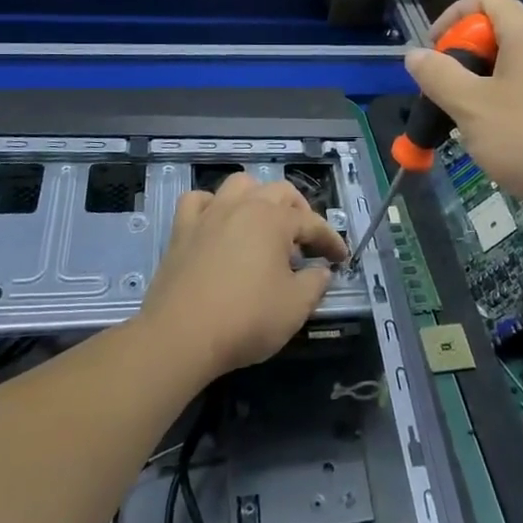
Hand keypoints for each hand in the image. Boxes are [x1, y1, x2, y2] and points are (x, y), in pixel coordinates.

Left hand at [139, 172, 346, 382]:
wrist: (180, 336)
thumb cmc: (245, 320)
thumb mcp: (295, 308)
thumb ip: (315, 284)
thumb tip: (321, 271)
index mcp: (274, 220)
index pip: (312, 223)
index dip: (330, 240)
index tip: (341, 258)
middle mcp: (243, 206)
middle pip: (279, 192)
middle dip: (299, 211)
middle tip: (305, 240)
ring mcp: (209, 214)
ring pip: (239, 185)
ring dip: (258, 197)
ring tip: (264, 222)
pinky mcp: (182, 230)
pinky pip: (198, 201)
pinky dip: (212, 205)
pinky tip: (217, 222)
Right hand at [406, 0, 522, 224]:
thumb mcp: (471, 107)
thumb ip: (438, 76)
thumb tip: (415, 55)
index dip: (451, 18)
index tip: (433, 53)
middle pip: (499, 28)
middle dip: (465, 54)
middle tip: (447, 90)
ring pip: (516, 58)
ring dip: (485, 78)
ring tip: (470, 115)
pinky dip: (510, 93)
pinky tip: (503, 131)